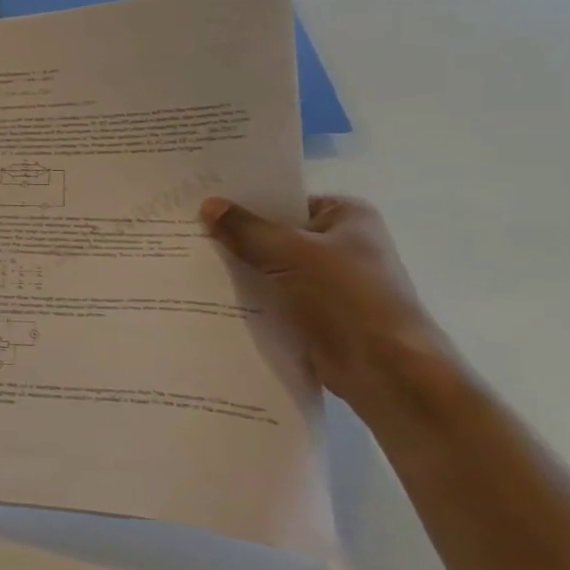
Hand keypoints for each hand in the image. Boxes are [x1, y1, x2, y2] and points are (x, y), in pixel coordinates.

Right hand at [200, 195, 457, 420]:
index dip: (243, 200)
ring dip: (236, 269)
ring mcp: (326, 283)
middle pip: (274, 234)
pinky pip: (270, 298)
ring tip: (185, 260)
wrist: (385, 370)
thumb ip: (246, 229)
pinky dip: (246, 298)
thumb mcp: (289, 251)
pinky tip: (206, 294)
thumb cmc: (346, 296)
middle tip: (183, 230)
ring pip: (268, 268)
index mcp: (345, 216)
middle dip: (234, 236)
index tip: (200, 200)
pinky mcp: (313, 315)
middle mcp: (339, 244)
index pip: (284, 199)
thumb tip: (208, 204)